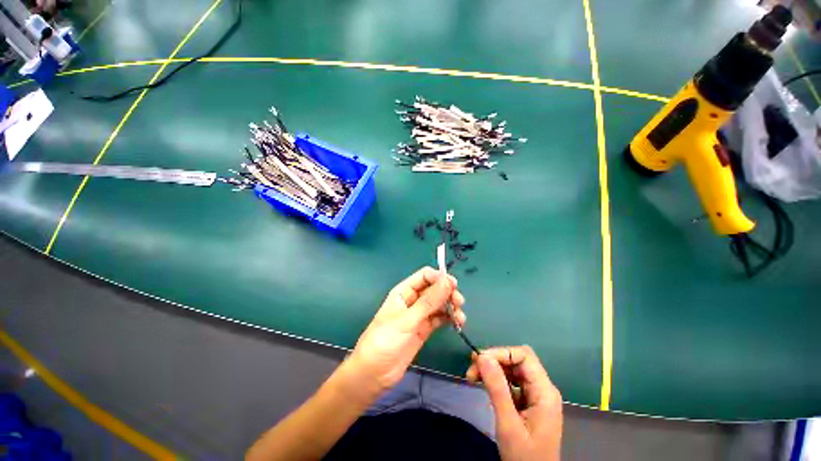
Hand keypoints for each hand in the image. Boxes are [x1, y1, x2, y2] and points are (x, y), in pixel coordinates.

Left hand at [346, 267, 465, 392]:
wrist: (373, 374)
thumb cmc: (385, 341)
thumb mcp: (406, 320)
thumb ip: (428, 302)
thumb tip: (447, 282)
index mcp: (404, 291)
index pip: (425, 276)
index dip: (439, 277)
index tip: (454, 286)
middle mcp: (413, 300)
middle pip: (434, 289)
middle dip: (447, 292)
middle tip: (459, 302)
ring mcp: (419, 315)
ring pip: (439, 304)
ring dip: (450, 306)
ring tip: (460, 317)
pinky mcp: (424, 329)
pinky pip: (439, 318)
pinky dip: (449, 318)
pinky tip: (457, 323)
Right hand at [466, 346, 562, 460]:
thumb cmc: (524, 457)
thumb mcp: (508, 424)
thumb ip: (497, 388)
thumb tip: (482, 356)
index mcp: (544, 392)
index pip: (524, 356)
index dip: (501, 353)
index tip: (479, 361)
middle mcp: (543, 388)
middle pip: (517, 360)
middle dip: (493, 361)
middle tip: (471, 371)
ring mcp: (536, 395)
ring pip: (512, 369)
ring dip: (492, 370)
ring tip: (472, 377)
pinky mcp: (528, 401)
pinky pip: (511, 381)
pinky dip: (496, 380)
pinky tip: (484, 386)